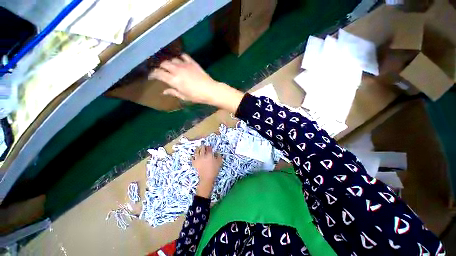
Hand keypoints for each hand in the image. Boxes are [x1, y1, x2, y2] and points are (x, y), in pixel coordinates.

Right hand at [149, 54, 243, 112]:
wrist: (210, 90)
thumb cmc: (197, 96)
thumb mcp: (184, 97)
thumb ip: (173, 92)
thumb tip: (164, 91)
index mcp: (174, 80)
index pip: (158, 74)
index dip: (152, 74)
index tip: (151, 76)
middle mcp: (177, 70)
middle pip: (163, 63)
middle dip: (159, 66)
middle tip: (159, 70)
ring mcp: (185, 65)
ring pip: (172, 59)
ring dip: (169, 62)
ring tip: (169, 65)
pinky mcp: (192, 62)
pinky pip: (183, 56)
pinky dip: (180, 57)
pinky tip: (180, 60)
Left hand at [192, 145, 222, 197]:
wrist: (207, 178)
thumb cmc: (214, 170)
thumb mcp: (219, 162)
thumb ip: (219, 156)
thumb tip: (217, 152)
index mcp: (209, 154)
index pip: (208, 148)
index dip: (209, 147)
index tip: (209, 147)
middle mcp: (203, 155)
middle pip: (202, 148)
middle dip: (203, 146)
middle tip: (204, 146)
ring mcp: (198, 159)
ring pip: (196, 151)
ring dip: (197, 149)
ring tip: (198, 148)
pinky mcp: (194, 163)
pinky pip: (192, 158)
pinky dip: (192, 156)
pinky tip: (193, 155)